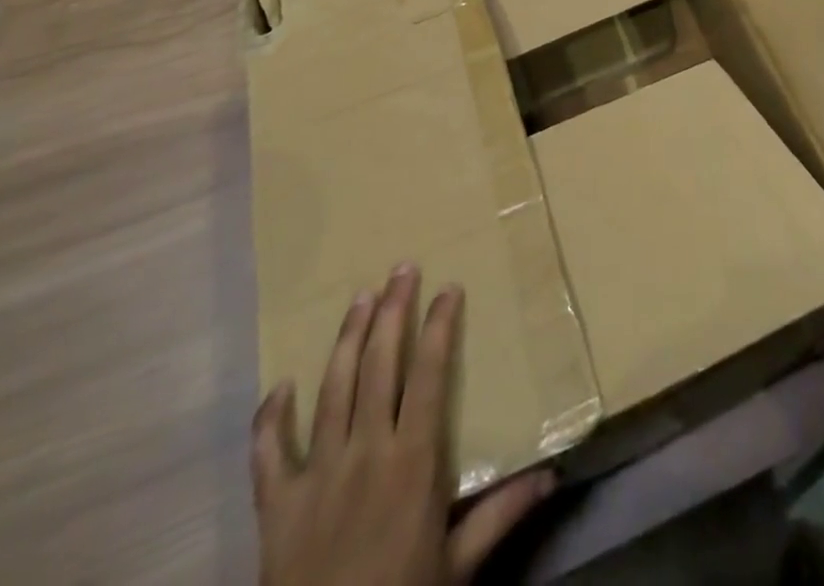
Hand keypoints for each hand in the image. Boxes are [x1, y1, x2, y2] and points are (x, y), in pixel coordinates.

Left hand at [251, 265, 553, 585]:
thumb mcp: (458, 567)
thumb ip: (502, 515)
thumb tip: (554, 475)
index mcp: (412, 461)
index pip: (428, 374)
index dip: (438, 327)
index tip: (448, 288)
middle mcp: (365, 451)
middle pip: (378, 365)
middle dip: (393, 311)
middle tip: (403, 268)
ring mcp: (317, 473)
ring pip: (332, 388)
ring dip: (347, 338)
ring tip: (360, 297)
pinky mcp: (277, 504)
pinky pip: (270, 452)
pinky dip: (272, 417)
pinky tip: (280, 386)